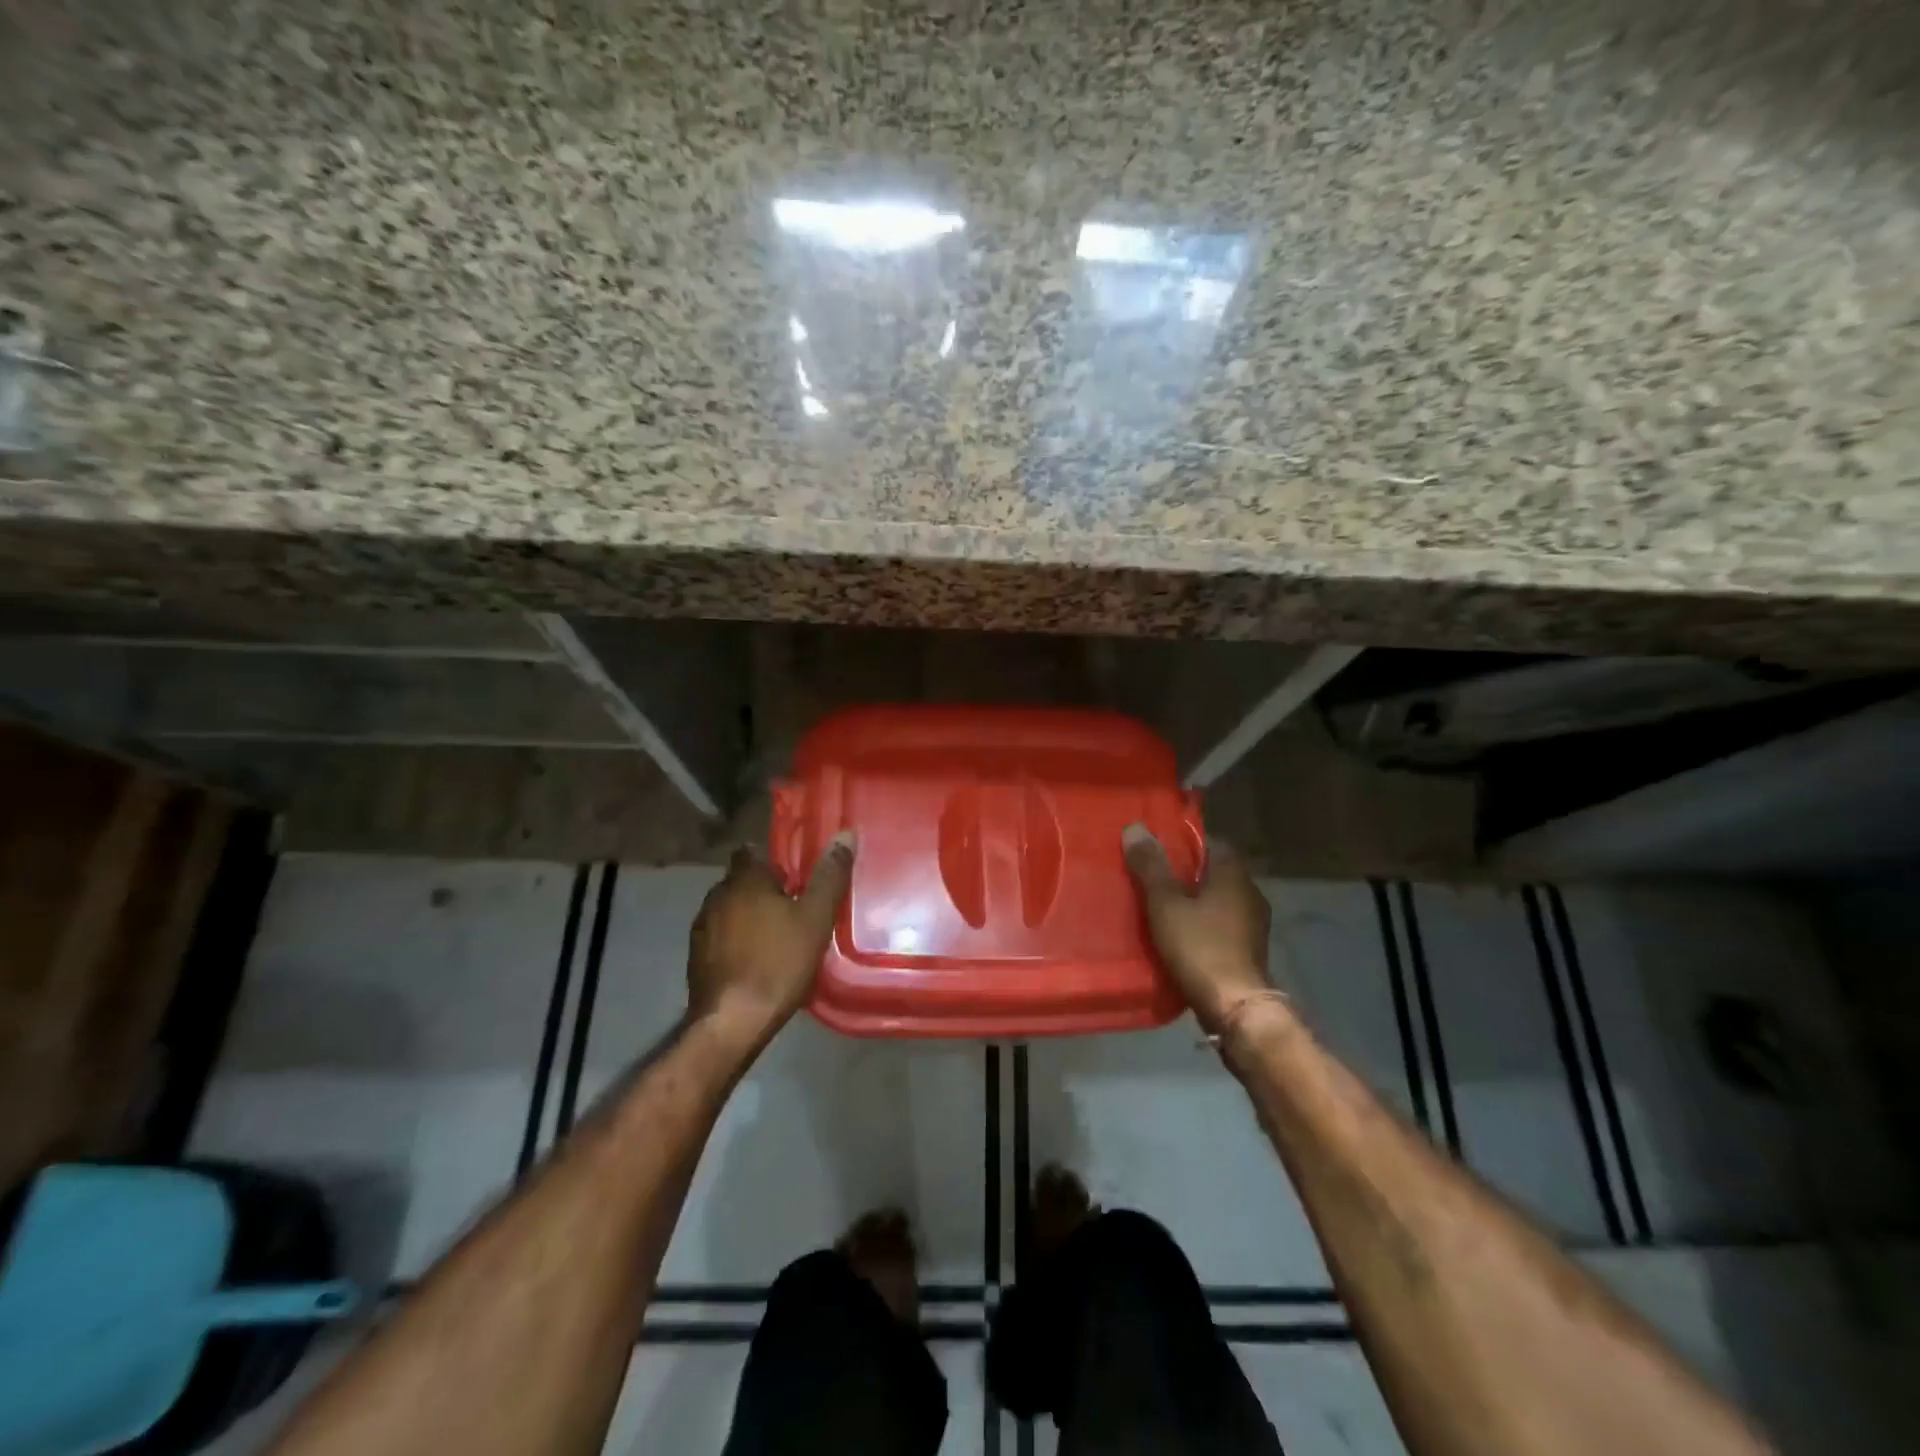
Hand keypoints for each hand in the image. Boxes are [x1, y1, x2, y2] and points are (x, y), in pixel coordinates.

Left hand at [687, 832, 855, 1040]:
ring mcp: (702, 928)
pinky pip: (721, 938)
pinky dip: (736, 942)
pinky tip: (756, 961)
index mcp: (744, 880)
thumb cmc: (778, 962)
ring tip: (777, 936)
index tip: (794, 876)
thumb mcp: (815, 918)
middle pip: (742, 882)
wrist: (732, 1021)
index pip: (751, 852)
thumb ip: (829, 876)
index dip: (772, 862)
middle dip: (763, 891)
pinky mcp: (696, 958)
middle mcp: (716, 896)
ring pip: (730, 911)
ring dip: (749, 917)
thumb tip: (845, 834)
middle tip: (794, 907)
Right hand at [1123, 824, 1272, 1034]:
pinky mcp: (1249, 950)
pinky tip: (1179, 935)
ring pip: (1218, 900)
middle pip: (1213, 871)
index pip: (1210, 842)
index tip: (1156, 848)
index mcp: (1234, 874)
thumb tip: (1135, 827)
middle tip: (1151, 876)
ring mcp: (1254, 924)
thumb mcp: (1165, 903)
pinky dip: (1202, 924)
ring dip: (1194, 901)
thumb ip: (1150, 866)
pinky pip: (1221, 924)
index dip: (1183, 842)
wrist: (1236, 1008)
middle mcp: (1250, 892)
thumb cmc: (1200, 946)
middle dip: (1185, 872)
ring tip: (1159, 906)